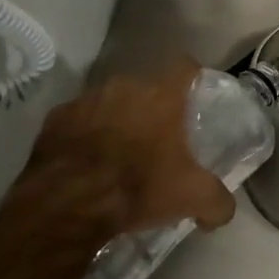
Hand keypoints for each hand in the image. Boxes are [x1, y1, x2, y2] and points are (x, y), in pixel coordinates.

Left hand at [15, 58, 236, 244]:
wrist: (67, 204)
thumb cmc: (137, 188)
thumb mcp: (191, 198)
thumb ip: (217, 201)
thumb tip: (223, 211)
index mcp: (162, 96)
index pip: (185, 67)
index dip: (191, 78)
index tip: (193, 96)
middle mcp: (124, 86)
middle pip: (144, 88)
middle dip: (150, 108)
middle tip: (154, 140)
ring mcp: (86, 100)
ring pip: (109, 102)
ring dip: (115, 120)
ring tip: (115, 154)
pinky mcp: (55, 119)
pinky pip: (76, 121)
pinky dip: (82, 135)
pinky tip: (83, 163)